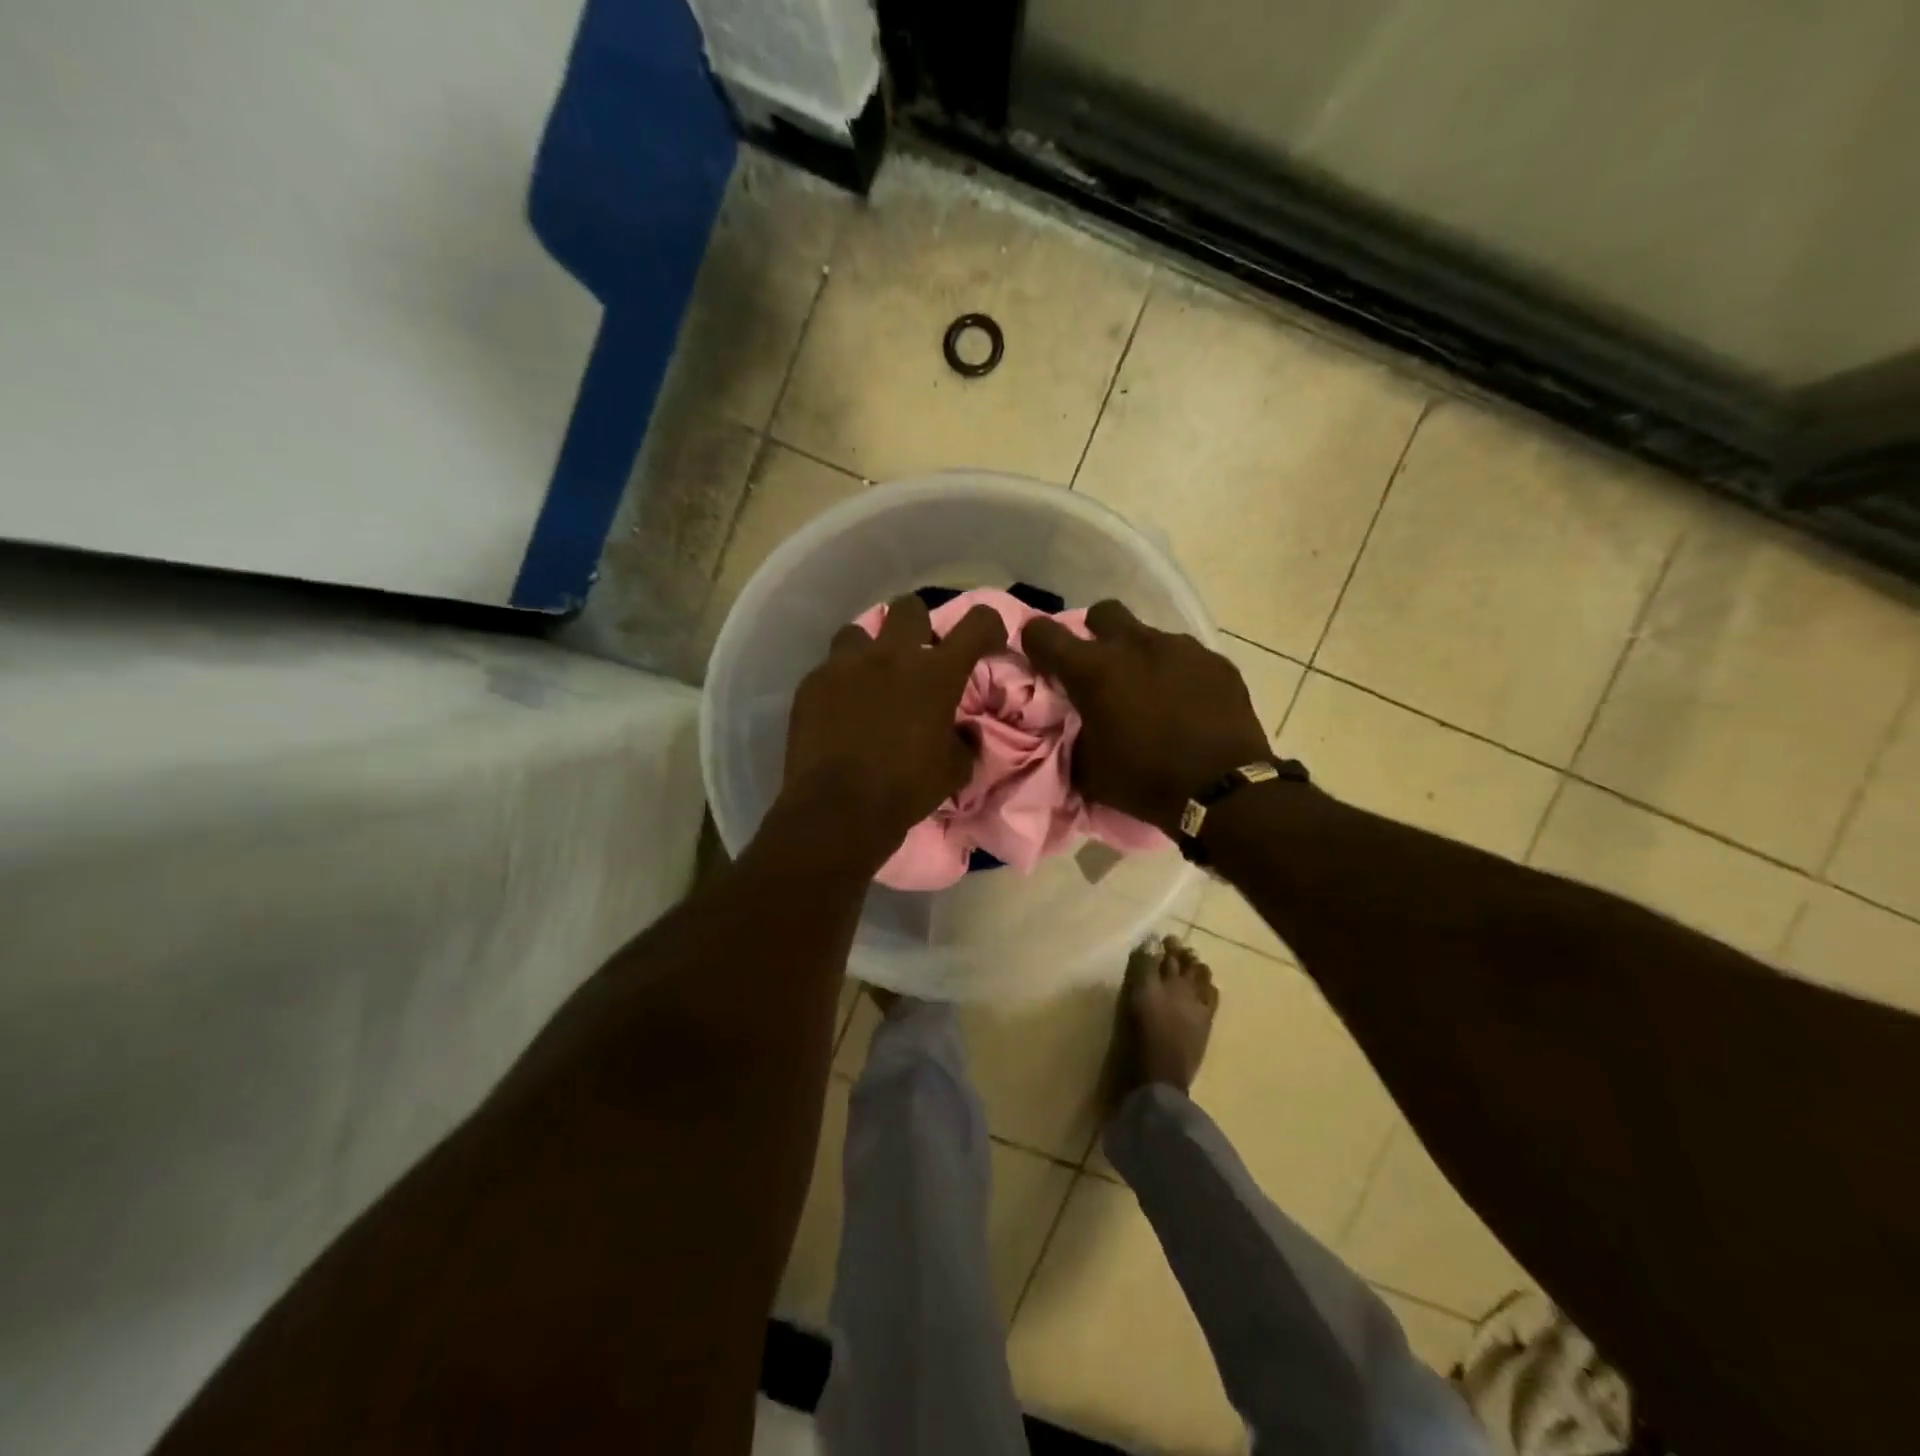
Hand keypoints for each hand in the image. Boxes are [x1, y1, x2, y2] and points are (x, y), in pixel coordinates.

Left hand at [782, 595, 1007, 868]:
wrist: (837, 809)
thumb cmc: (905, 790)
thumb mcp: (954, 771)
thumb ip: (964, 741)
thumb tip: (963, 730)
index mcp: (936, 674)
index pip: (977, 623)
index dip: (989, 624)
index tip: (988, 640)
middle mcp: (892, 656)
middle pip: (909, 607)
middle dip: (918, 624)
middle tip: (917, 655)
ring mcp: (847, 664)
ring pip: (860, 630)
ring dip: (871, 648)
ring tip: (870, 676)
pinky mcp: (813, 682)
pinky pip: (830, 666)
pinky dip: (840, 679)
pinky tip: (839, 706)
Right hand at [1025, 600, 1269, 834]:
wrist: (1222, 790)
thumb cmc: (1145, 780)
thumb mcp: (1089, 769)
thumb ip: (1074, 736)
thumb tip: (1074, 726)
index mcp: (1093, 670)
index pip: (1043, 633)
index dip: (1036, 642)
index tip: (1041, 660)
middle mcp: (1133, 645)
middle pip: (1102, 612)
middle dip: (1095, 633)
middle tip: (1101, 668)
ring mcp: (1179, 648)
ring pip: (1148, 634)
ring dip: (1140, 656)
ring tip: (1150, 691)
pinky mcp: (1215, 661)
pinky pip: (1186, 656)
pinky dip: (1177, 673)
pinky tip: (1187, 703)